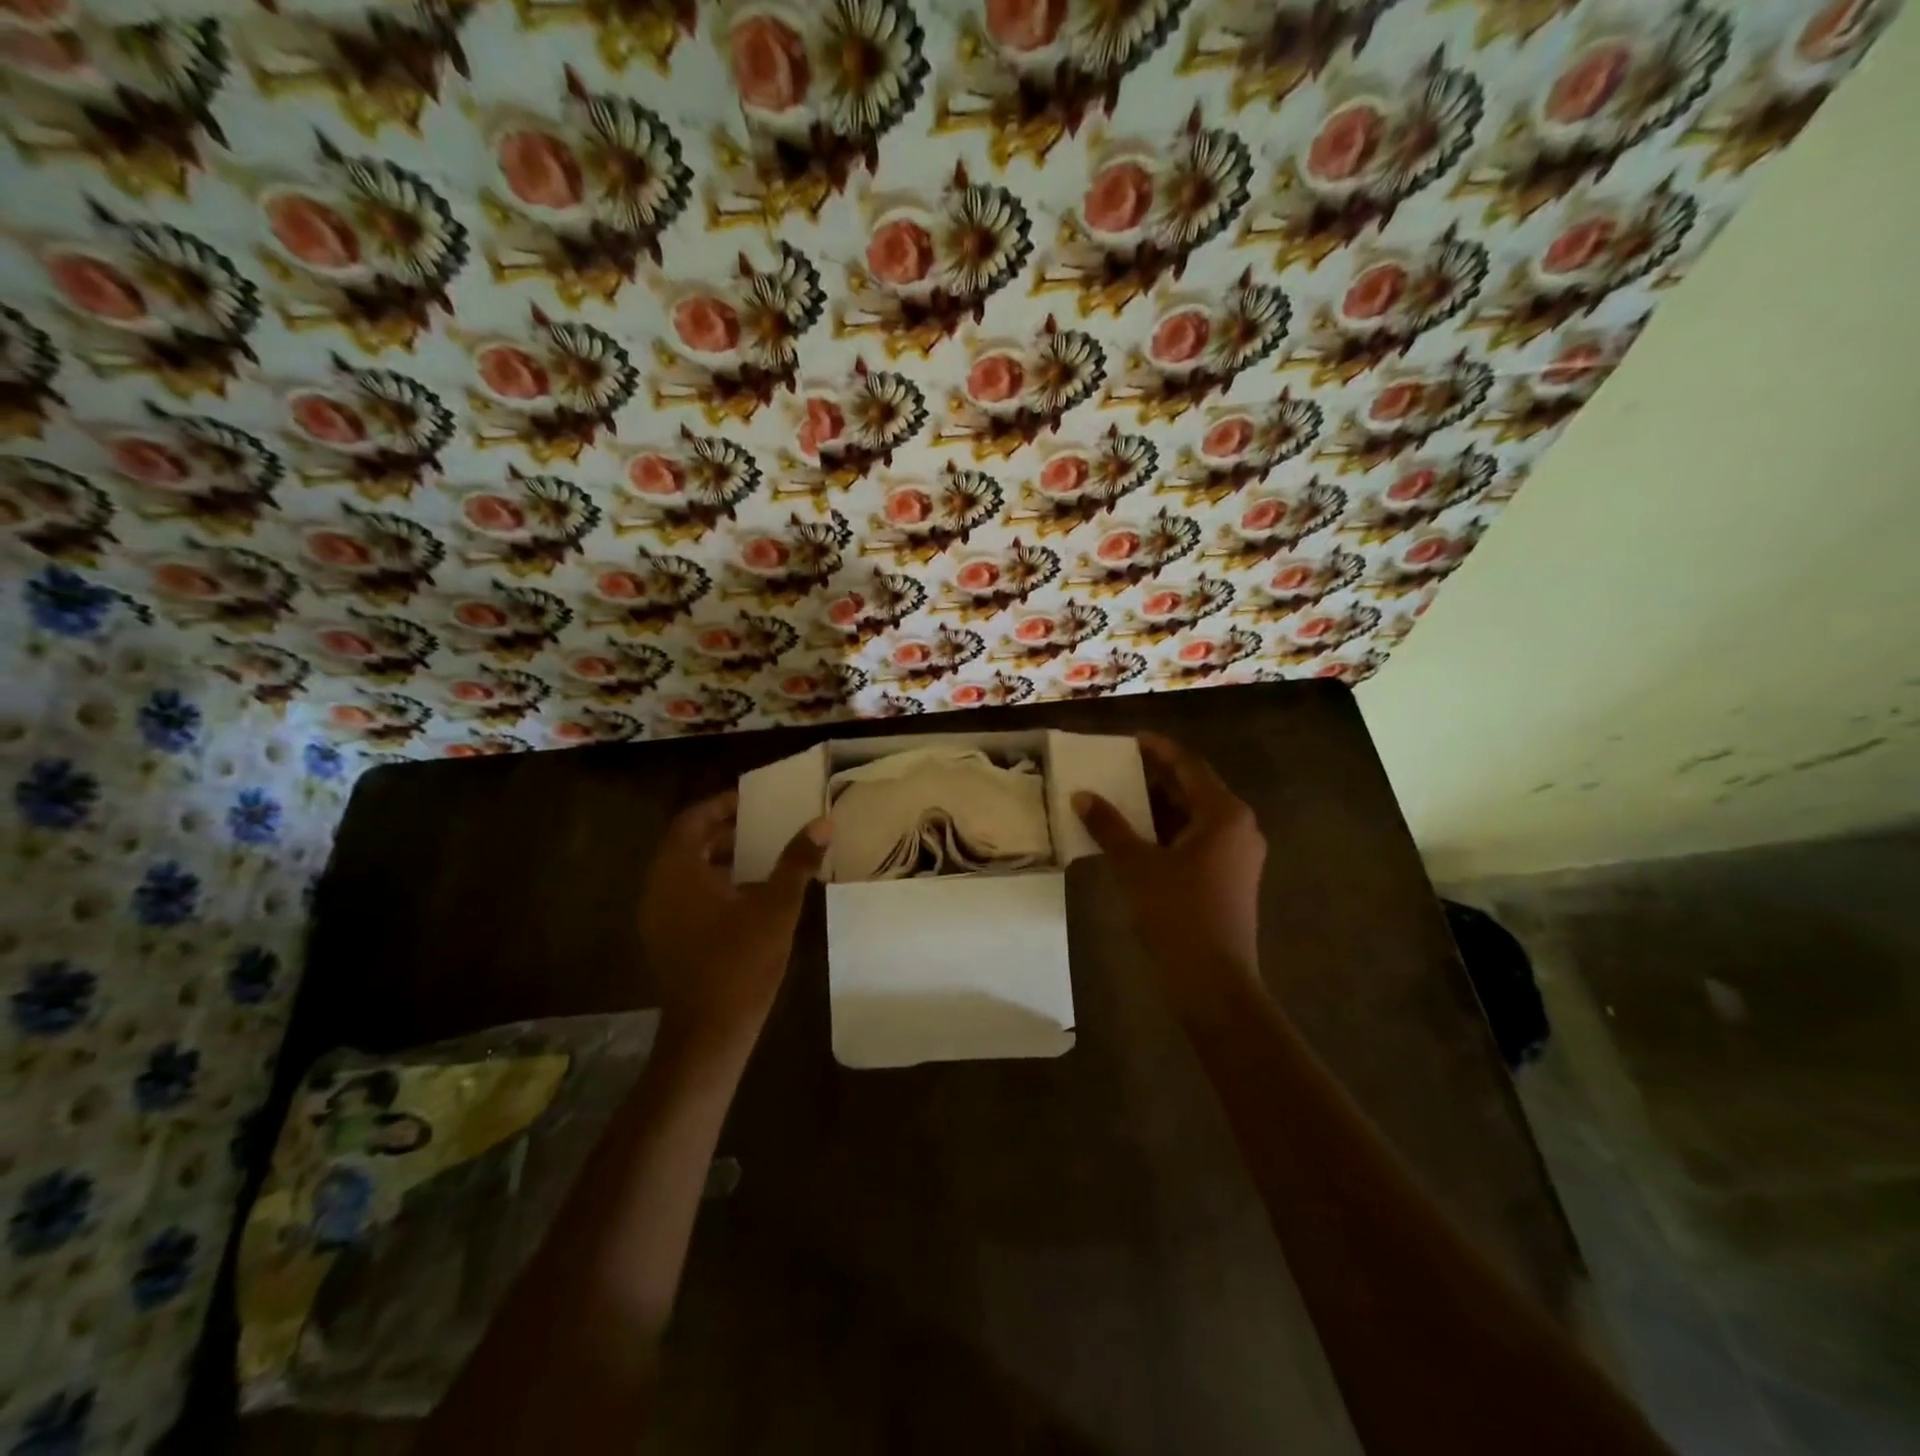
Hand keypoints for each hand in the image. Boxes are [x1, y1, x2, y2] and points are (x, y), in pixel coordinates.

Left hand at [638, 791, 829, 1049]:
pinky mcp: (667, 939)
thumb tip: (821, 823)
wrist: (709, 1032)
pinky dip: (714, 884)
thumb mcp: (776, 907)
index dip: (721, 805)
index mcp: (678, 872)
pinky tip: (750, 895)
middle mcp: (659, 888)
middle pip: (688, 844)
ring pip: (688, 872)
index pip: (692, 820)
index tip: (752, 800)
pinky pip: (687, 895)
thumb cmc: (740, 963)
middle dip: (725, 831)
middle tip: (764, 824)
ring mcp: (659, 916)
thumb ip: (797, 861)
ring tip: (763, 855)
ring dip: (721, 858)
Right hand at [1073, 733, 1265, 1017]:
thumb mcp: (1136, 865)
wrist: (1212, 982)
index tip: (1131, 740)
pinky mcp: (1228, 878)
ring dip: (1159, 807)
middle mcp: (1238, 827)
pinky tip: (1135, 836)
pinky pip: (1196, 840)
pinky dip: (1167, 832)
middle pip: (1194, 789)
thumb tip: (1082, 796)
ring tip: (1120, 798)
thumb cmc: (1177, 914)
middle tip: (1118, 768)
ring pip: (1194, 817)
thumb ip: (1109, 826)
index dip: (1159, 750)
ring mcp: (1237, 855)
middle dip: (1156, 778)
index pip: (1189, 766)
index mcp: (1224, 815)